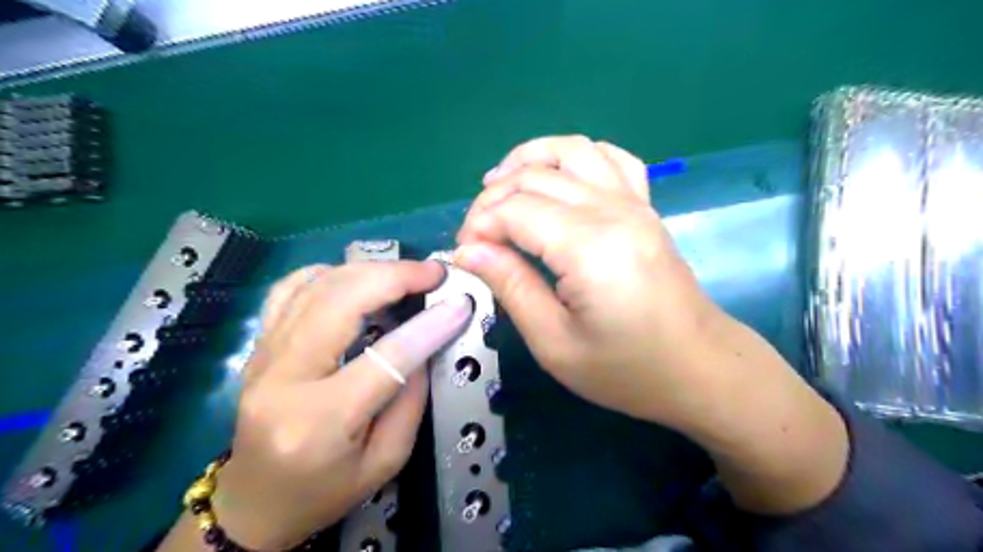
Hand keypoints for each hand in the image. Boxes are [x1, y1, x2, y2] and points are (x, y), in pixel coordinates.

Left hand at [207, 261, 472, 546]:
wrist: (255, 502)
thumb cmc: (325, 491)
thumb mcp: (385, 461)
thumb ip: (411, 400)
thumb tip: (426, 340)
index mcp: (320, 421)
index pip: (385, 358)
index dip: (428, 326)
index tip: (459, 303)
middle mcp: (283, 379)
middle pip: (341, 302)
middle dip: (395, 277)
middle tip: (433, 273)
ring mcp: (262, 356)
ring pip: (316, 286)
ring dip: (368, 270)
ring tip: (405, 273)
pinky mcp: (258, 346)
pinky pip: (289, 290)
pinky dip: (328, 273)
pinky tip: (355, 277)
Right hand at [457, 135, 849, 514]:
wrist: (698, 368)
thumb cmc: (626, 369)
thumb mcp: (555, 343)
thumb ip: (511, 287)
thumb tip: (468, 251)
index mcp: (590, 247)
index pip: (515, 210)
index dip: (479, 226)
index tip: (466, 255)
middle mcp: (613, 210)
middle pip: (536, 176)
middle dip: (492, 198)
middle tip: (476, 236)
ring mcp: (635, 202)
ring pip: (572, 150)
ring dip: (528, 159)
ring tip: (499, 184)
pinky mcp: (645, 206)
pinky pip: (610, 158)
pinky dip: (575, 156)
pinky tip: (557, 176)